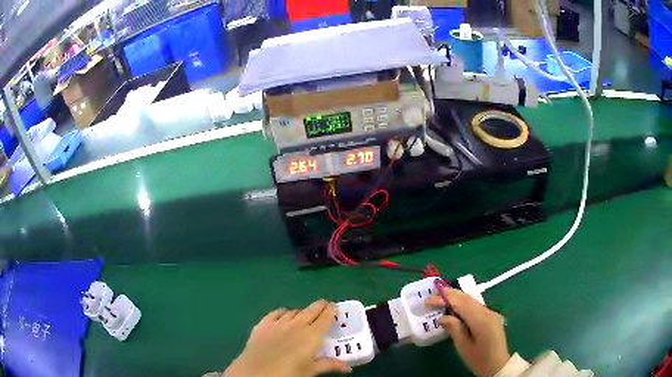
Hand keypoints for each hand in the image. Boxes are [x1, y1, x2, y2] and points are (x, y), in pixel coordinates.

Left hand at [224, 300, 351, 376]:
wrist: (256, 372)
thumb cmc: (288, 374)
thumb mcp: (311, 371)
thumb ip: (329, 365)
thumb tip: (349, 368)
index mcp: (312, 335)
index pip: (325, 317)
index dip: (332, 310)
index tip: (336, 308)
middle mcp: (297, 324)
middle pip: (311, 309)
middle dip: (320, 306)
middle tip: (325, 307)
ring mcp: (278, 322)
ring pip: (294, 311)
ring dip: (301, 313)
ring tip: (304, 318)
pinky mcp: (263, 324)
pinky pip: (275, 313)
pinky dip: (282, 313)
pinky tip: (283, 316)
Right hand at [426, 288, 509, 376]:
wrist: (498, 365)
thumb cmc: (479, 360)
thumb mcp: (463, 347)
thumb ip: (455, 329)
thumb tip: (443, 317)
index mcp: (481, 320)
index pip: (461, 304)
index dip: (445, 299)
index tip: (428, 300)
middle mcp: (488, 312)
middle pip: (467, 299)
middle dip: (450, 294)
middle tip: (433, 292)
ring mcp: (491, 313)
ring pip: (472, 300)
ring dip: (457, 297)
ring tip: (441, 296)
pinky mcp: (491, 316)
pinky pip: (475, 306)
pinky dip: (463, 303)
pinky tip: (455, 305)